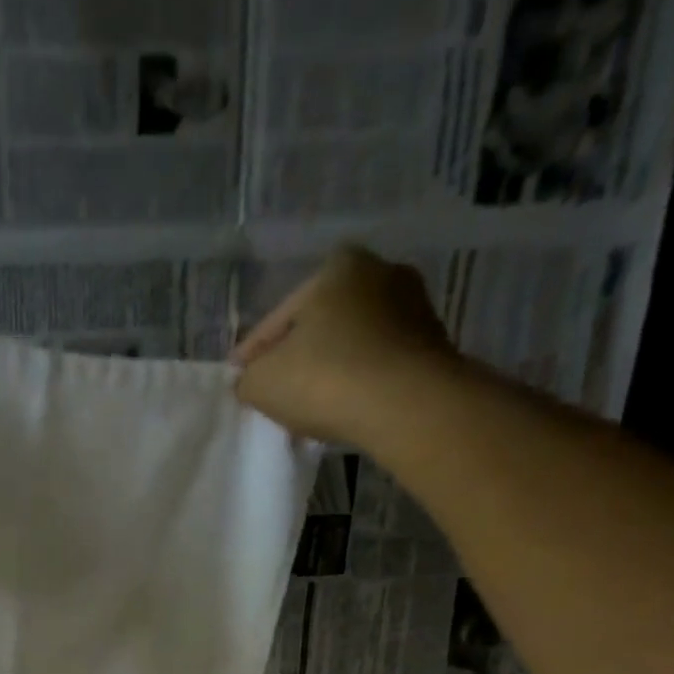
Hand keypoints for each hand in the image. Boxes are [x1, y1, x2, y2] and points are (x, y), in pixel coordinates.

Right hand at [231, 245, 456, 443]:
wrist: (408, 405)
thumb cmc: (326, 379)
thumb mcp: (261, 382)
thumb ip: (247, 378)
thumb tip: (251, 379)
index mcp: (336, 267)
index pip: (278, 319)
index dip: (253, 353)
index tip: (239, 377)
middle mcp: (381, 272)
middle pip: (319, 325)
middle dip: (298, 354)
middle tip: (276, 388)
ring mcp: (414, 306)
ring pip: (351, 342)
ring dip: (331, 366)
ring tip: (311, 402)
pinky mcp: (433, 343)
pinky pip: (378, 362)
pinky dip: (359, 379)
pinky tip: (345, 405)